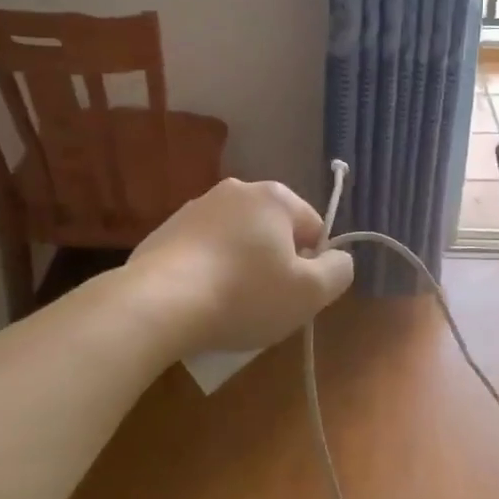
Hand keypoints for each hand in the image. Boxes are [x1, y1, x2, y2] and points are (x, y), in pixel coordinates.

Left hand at [127, 178, 354, 354]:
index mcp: (274, 196)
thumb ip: (338, 271)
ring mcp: (195, 208)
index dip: (313, 265)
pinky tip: (199, 303)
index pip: (313, 228)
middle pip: (273, 232)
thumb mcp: (309, 293)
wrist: (159, 303)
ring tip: (228, 308)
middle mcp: (235, 191)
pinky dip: (207, 272)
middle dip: (274, 265)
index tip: (295, 295)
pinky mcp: (165, 231)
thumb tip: (338, 258)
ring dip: (240, 268)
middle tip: (265, 304)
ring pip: (236, 241)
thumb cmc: (245, 295)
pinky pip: (202, 252)